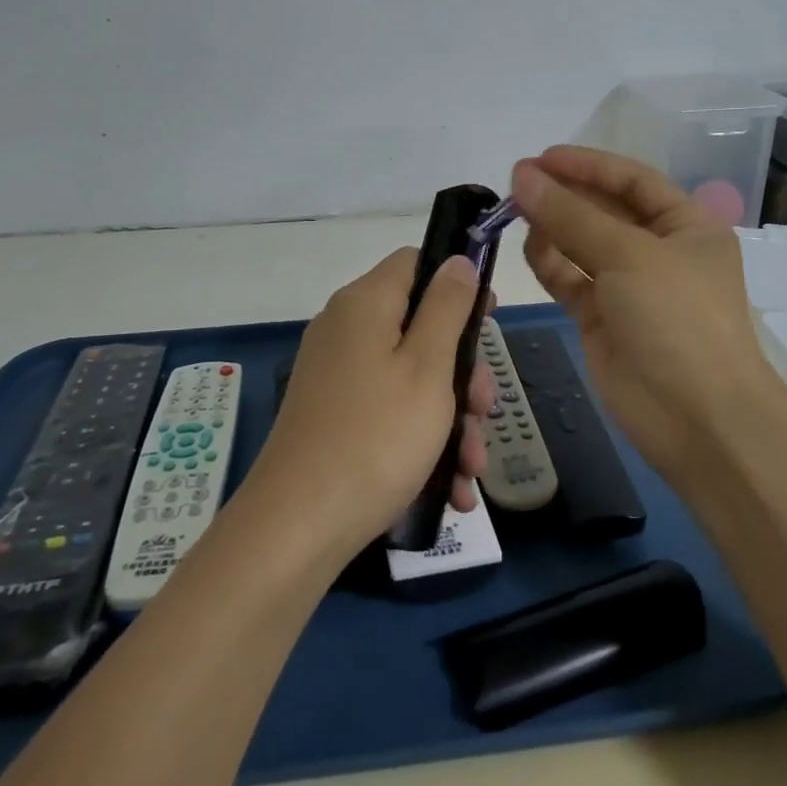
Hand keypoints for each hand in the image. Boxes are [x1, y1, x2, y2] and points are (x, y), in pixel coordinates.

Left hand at [248, 248, 492, 563]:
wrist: (298, 526)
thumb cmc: (376, 436)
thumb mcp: (428, 367)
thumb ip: (447, 307)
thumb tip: (457, 260)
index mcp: (365, 304)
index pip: (414, 262)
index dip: (456, 281)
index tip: (488, 319)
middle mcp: (345, 330)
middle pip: (418, 326)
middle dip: (461, 370)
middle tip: (483, 410)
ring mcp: (336, 375)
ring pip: (410, 376)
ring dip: (449, 417)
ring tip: (471, 468)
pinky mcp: (333, 415)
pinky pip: (388, 409)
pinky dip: (420, 439)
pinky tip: (450, 487)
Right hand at [512, 146, 786, 489]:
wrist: (698, 419)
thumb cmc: (677, 320)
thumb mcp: (628, 255)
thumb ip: (571, 215)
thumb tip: (522, 176)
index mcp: (686, 226)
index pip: (632, 180)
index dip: (588, 165)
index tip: (541, 158)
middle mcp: (658, 251)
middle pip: (603, 210)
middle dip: (563, 194)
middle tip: (515, 182)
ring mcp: (629, 287)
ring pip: (581, 244)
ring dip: (552, 227)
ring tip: (514, 214)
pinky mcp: (602, 319)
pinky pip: (570, 279)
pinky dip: (549, 263)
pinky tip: (528, 249)